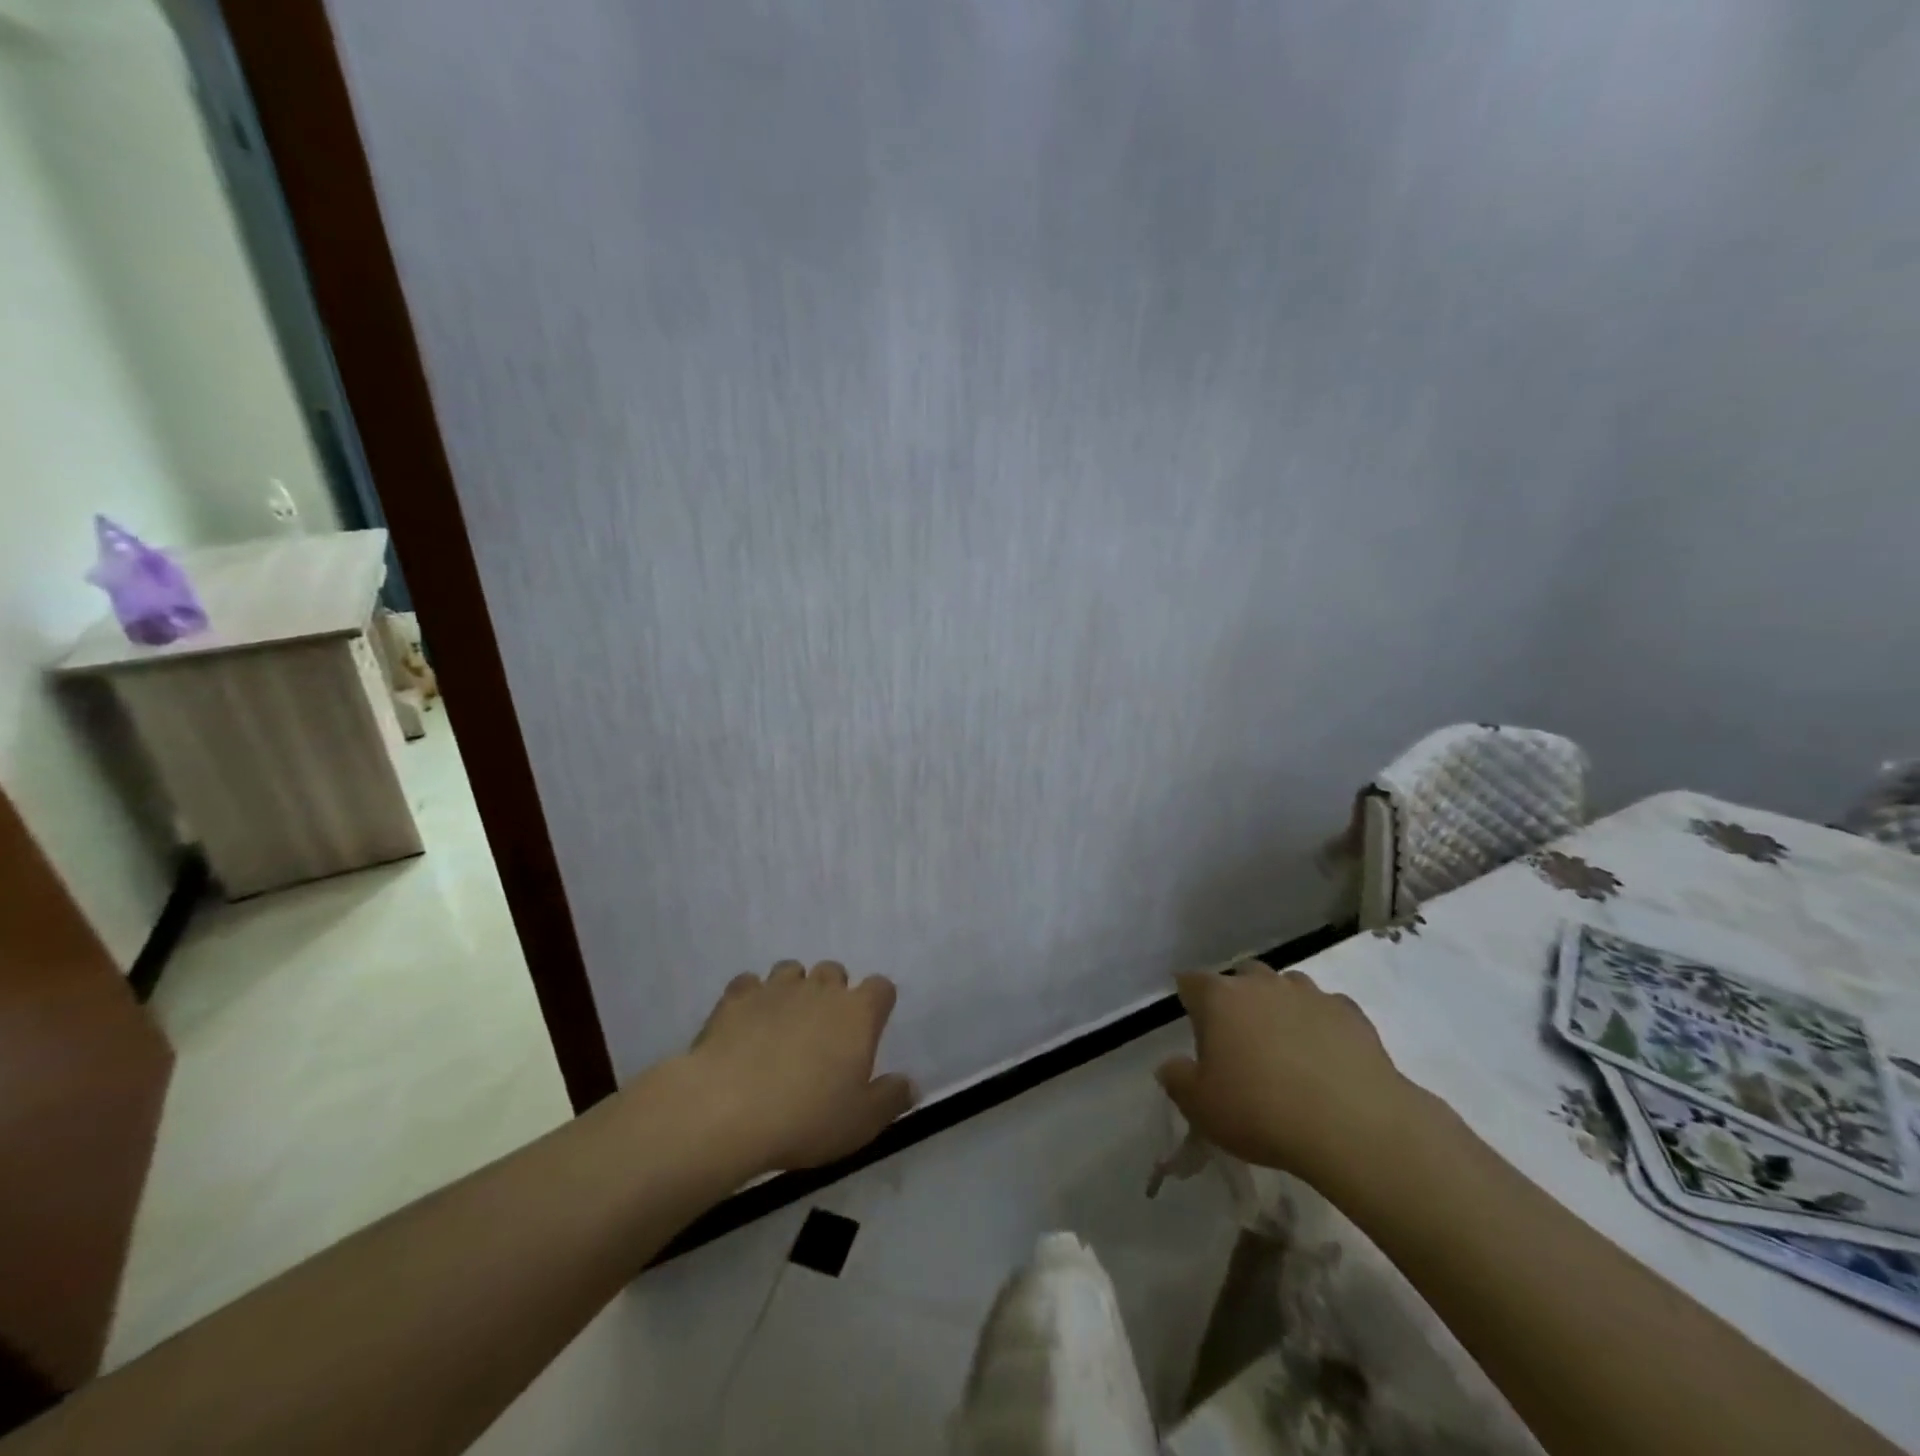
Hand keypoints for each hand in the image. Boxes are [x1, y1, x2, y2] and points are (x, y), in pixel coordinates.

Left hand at [684, 961, 915, 1173]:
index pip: (881, 988)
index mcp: (858, 1013)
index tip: (870, 1028)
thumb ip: (891, 1099)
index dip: (878, 1004)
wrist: (728, 1109)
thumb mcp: (861, 1122)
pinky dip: (752, 997)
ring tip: (784, 1022)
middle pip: (835, 971)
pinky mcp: (737, 997)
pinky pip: (749, 983)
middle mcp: (821, 989)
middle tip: (824, 1031)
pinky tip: (746, 1023)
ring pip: (792, 970)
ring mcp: (776, 988)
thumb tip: (910, 1084)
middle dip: (833, 993)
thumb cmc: (806, 1117)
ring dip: (793, 989)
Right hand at [1155, 962, 1426, 1183]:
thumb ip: (1177, 1079)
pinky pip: (1327, 1008)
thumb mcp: (1200, 1107)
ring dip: (1280, 1005)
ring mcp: (1310, 994)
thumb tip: (1170, 1065)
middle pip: (1242, 976)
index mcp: (1219, 998)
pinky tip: (1325, 1054)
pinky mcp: (1351, 1013)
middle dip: (1237, 997)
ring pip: (1286, 986)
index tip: (1191, 1019)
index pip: (1191, 981)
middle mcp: (1262, 984)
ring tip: (1285, 1044)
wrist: (1354, 1127)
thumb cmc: (1261, 1112)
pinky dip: (1321, 1023)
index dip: (1188, 998)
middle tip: (1239, 1036)